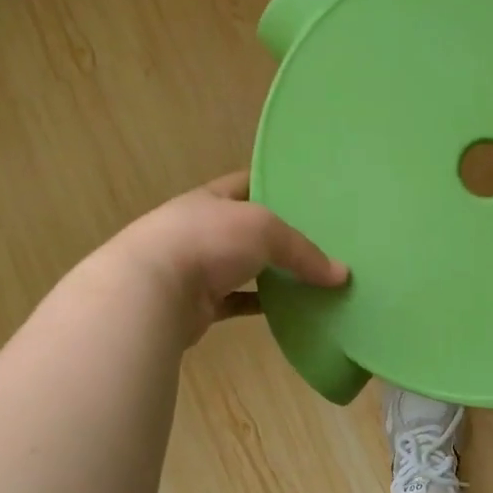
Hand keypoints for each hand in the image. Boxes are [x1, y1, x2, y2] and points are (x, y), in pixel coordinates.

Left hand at [101, 170, 347, 343]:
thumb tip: (342, 276)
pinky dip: (262, 305)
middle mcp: (202, 229)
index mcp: (211, 199)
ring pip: (245, 267)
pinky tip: (290, 310)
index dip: (275, 184)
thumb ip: (304, 251)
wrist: (150, 293)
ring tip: (312, 275)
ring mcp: (198, 268)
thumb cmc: (207, 242)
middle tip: (321, 237)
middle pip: (247, 228)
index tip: (309, 192)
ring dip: (272, 273)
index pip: (247, 183)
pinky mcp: (199, 304)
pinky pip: (239, 302)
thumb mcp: (265, 230)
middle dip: (279, 234)